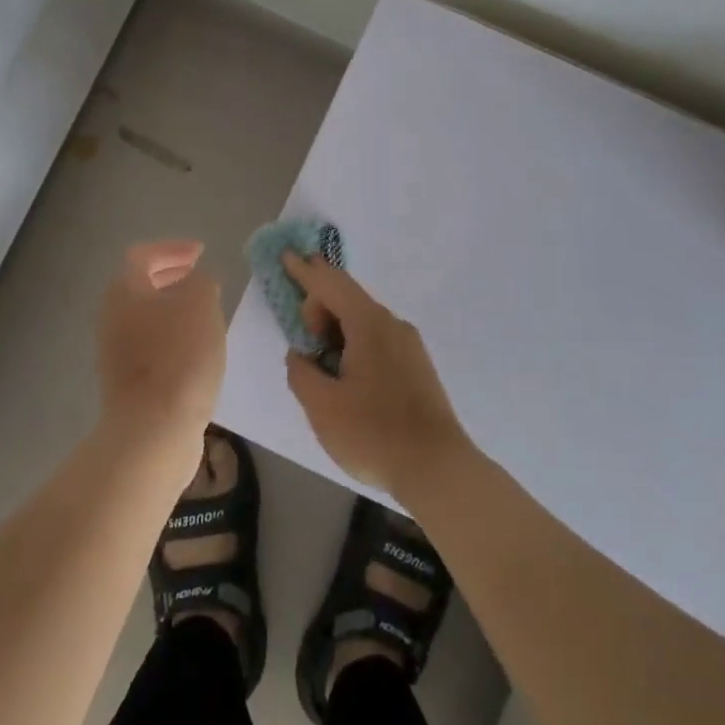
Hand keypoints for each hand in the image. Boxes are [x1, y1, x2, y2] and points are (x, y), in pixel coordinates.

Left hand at [96, 241, 226, 449]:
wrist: (153, 431)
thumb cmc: (179, 358)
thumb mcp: (201, 304)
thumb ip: (201, 282)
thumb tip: (195, 283)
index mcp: (125, 291)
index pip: (143, 255)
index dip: (172, 248)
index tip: (201, 253)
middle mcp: (112, 317)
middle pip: (139, 286)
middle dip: (171, 277)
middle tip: (200, 278)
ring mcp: (115, 352)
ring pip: (145, 317)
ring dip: (173, 309)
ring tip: (205, 315)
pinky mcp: (126, 382)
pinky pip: (149, 346)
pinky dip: (171, 337)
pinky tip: (197, 351)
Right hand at [281, 252, 470, 498]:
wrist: (438, 468)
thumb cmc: (374, 434)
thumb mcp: (322, 406)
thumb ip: (301, 373)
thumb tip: (301, 356)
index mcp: (369, 324)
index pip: (331, 284)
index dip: (305, 271)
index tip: (286, 255)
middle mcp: (392, 325)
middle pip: (348, 299)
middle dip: (319, 308)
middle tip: (303, 343)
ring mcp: (409, 345)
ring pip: (363, 321)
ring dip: (336, 330)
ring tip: (322, 364)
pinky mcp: (416, 366)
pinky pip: (377, 339)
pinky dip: (353, 343)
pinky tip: (346, 376)